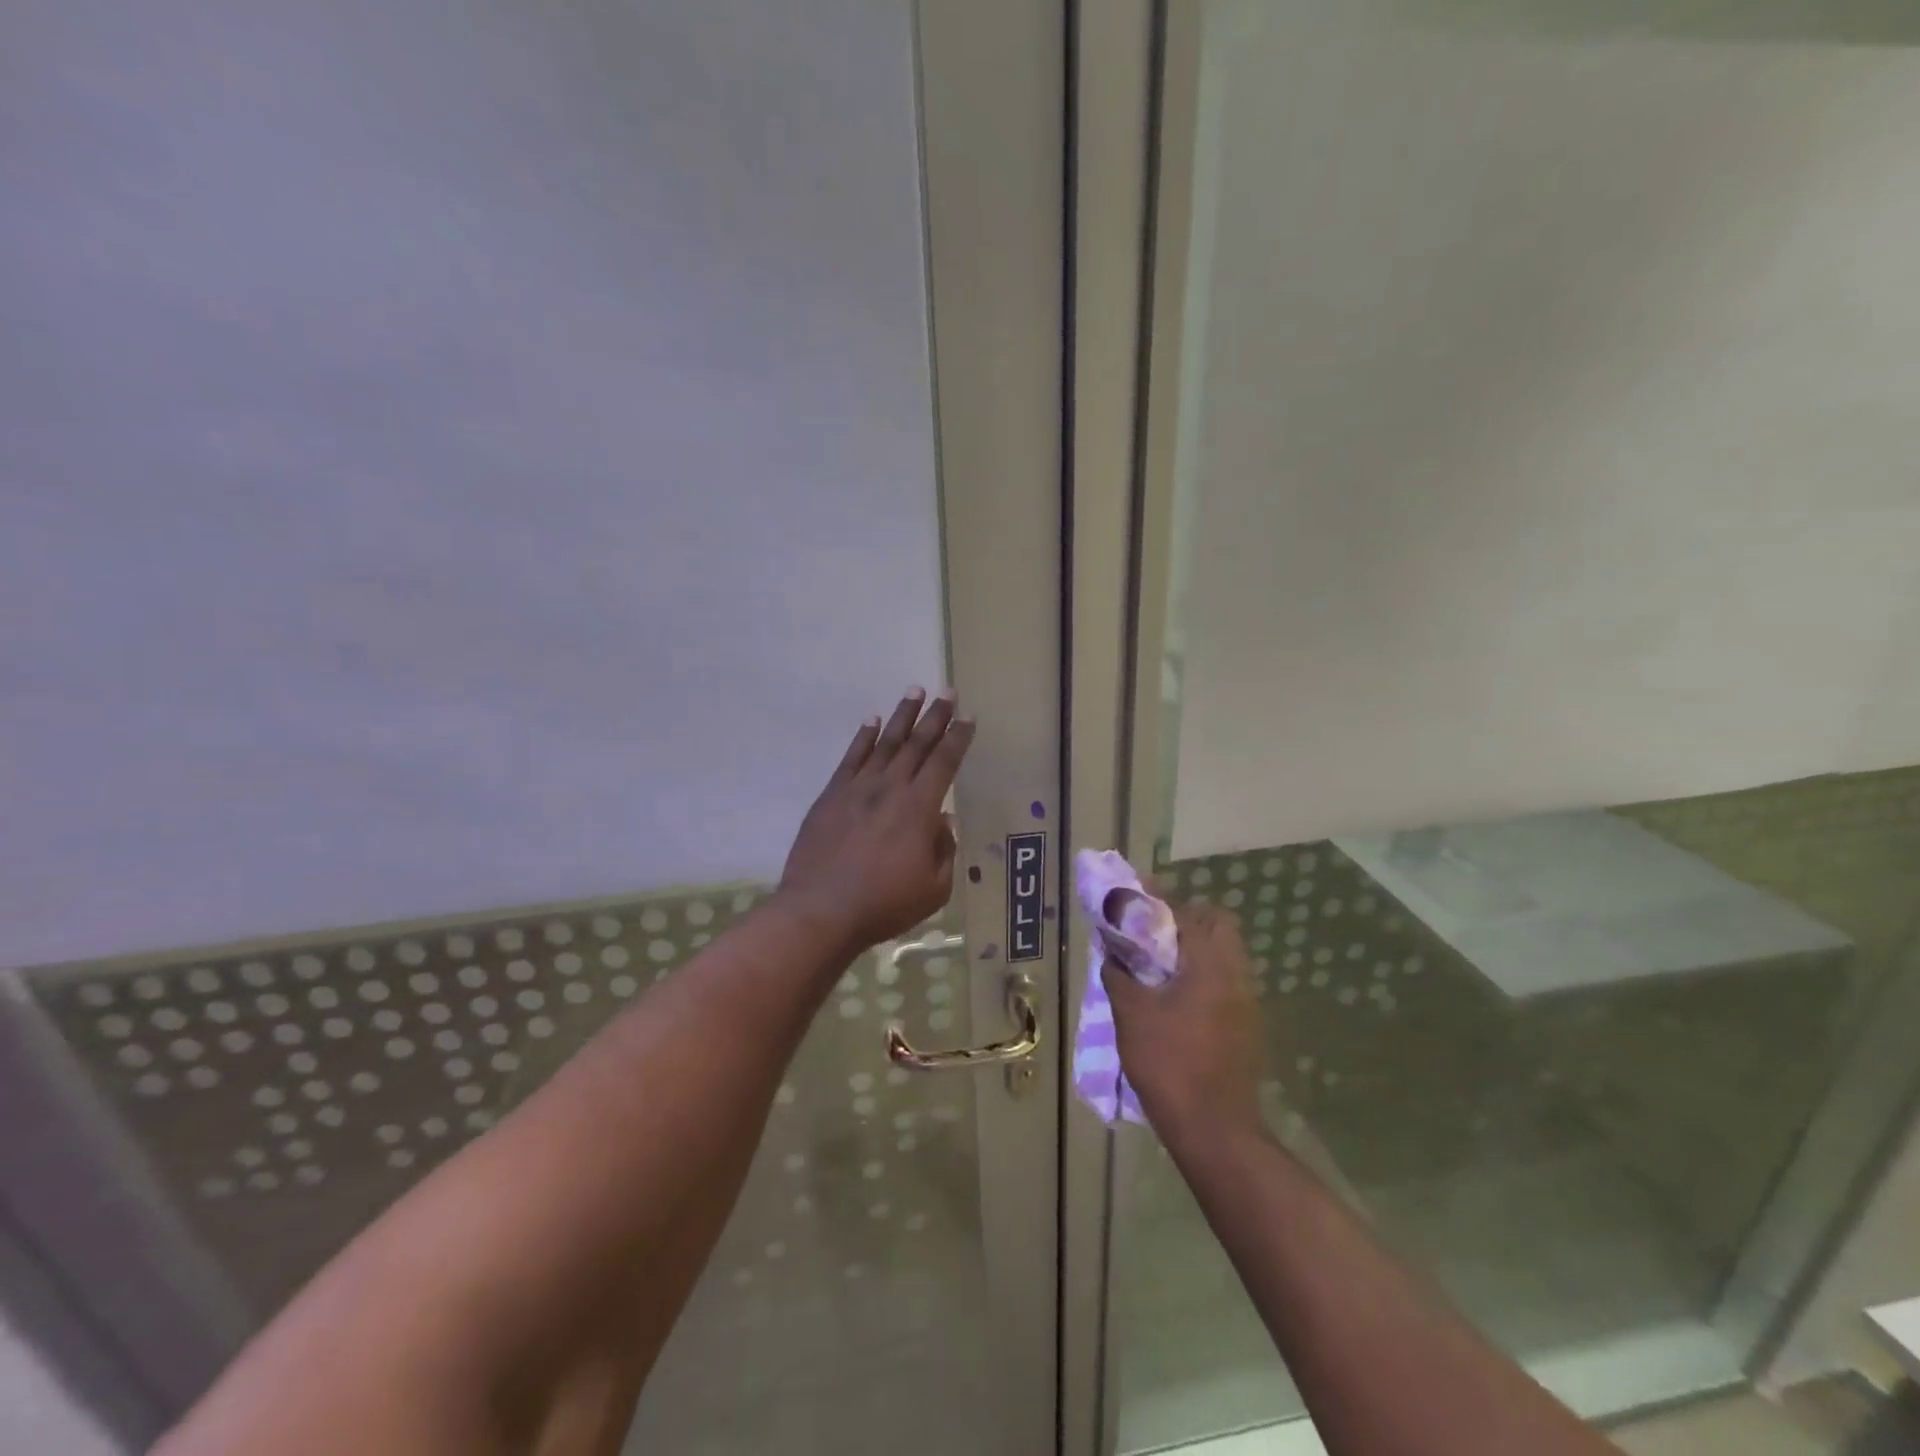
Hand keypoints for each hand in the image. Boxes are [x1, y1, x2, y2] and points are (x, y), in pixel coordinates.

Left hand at [777, 689, 975, 955]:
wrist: (821, 910)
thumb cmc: (884, 904)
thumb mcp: (934, 888)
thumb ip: (944, 850)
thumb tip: (942, 821)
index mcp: (920, 808)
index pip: (945, 762)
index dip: (958, 738)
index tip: (968, 717)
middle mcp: (891, 788)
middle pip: (917, 744)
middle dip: (935, 716)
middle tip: (947, 690)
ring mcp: (858, 788)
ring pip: (885, 742)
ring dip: (902, 716)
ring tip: (914, 691)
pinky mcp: (831, 795)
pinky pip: (851, 757)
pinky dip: (863, 736)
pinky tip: (872, 720)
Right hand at [1105, 902, 1266, 1147]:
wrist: (1215, 1131)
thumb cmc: (1170, 1064)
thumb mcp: (1132, 1015)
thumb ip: (1120, 975)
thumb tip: (1113, 953)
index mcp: (1210, 964)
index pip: (1187, 911)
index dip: (1159, 900)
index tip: (1135, 895)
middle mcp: (1236, 974)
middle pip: (1218, 925)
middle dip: (1185, 920)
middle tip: (1151, 933)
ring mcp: (1247, 1001)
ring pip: (1224, 954)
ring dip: (1194, 949)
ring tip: (1158, 966)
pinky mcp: (1247, 1025)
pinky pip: (1225, 981)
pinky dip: (1202, 976)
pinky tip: (1176, 998)